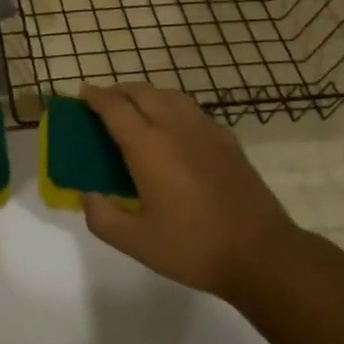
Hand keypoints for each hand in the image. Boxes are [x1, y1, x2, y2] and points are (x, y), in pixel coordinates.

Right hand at [78, 83, 297, 296]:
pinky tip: (173, 126)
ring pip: (169, 95)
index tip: (82, 92)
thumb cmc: (193, 247)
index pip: (115, 108)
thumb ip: (102, 217)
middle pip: (142, 92)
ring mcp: (205, 130)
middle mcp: (175, 127)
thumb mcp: (136, 242)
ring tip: (135, 107)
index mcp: (148, 146)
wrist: (261, 253)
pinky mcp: (227, 140)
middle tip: (103, 101)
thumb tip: (87, 195)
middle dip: (118, 91)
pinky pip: (191, 109)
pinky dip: (172, 106)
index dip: (95, 97)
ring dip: (146, 94)